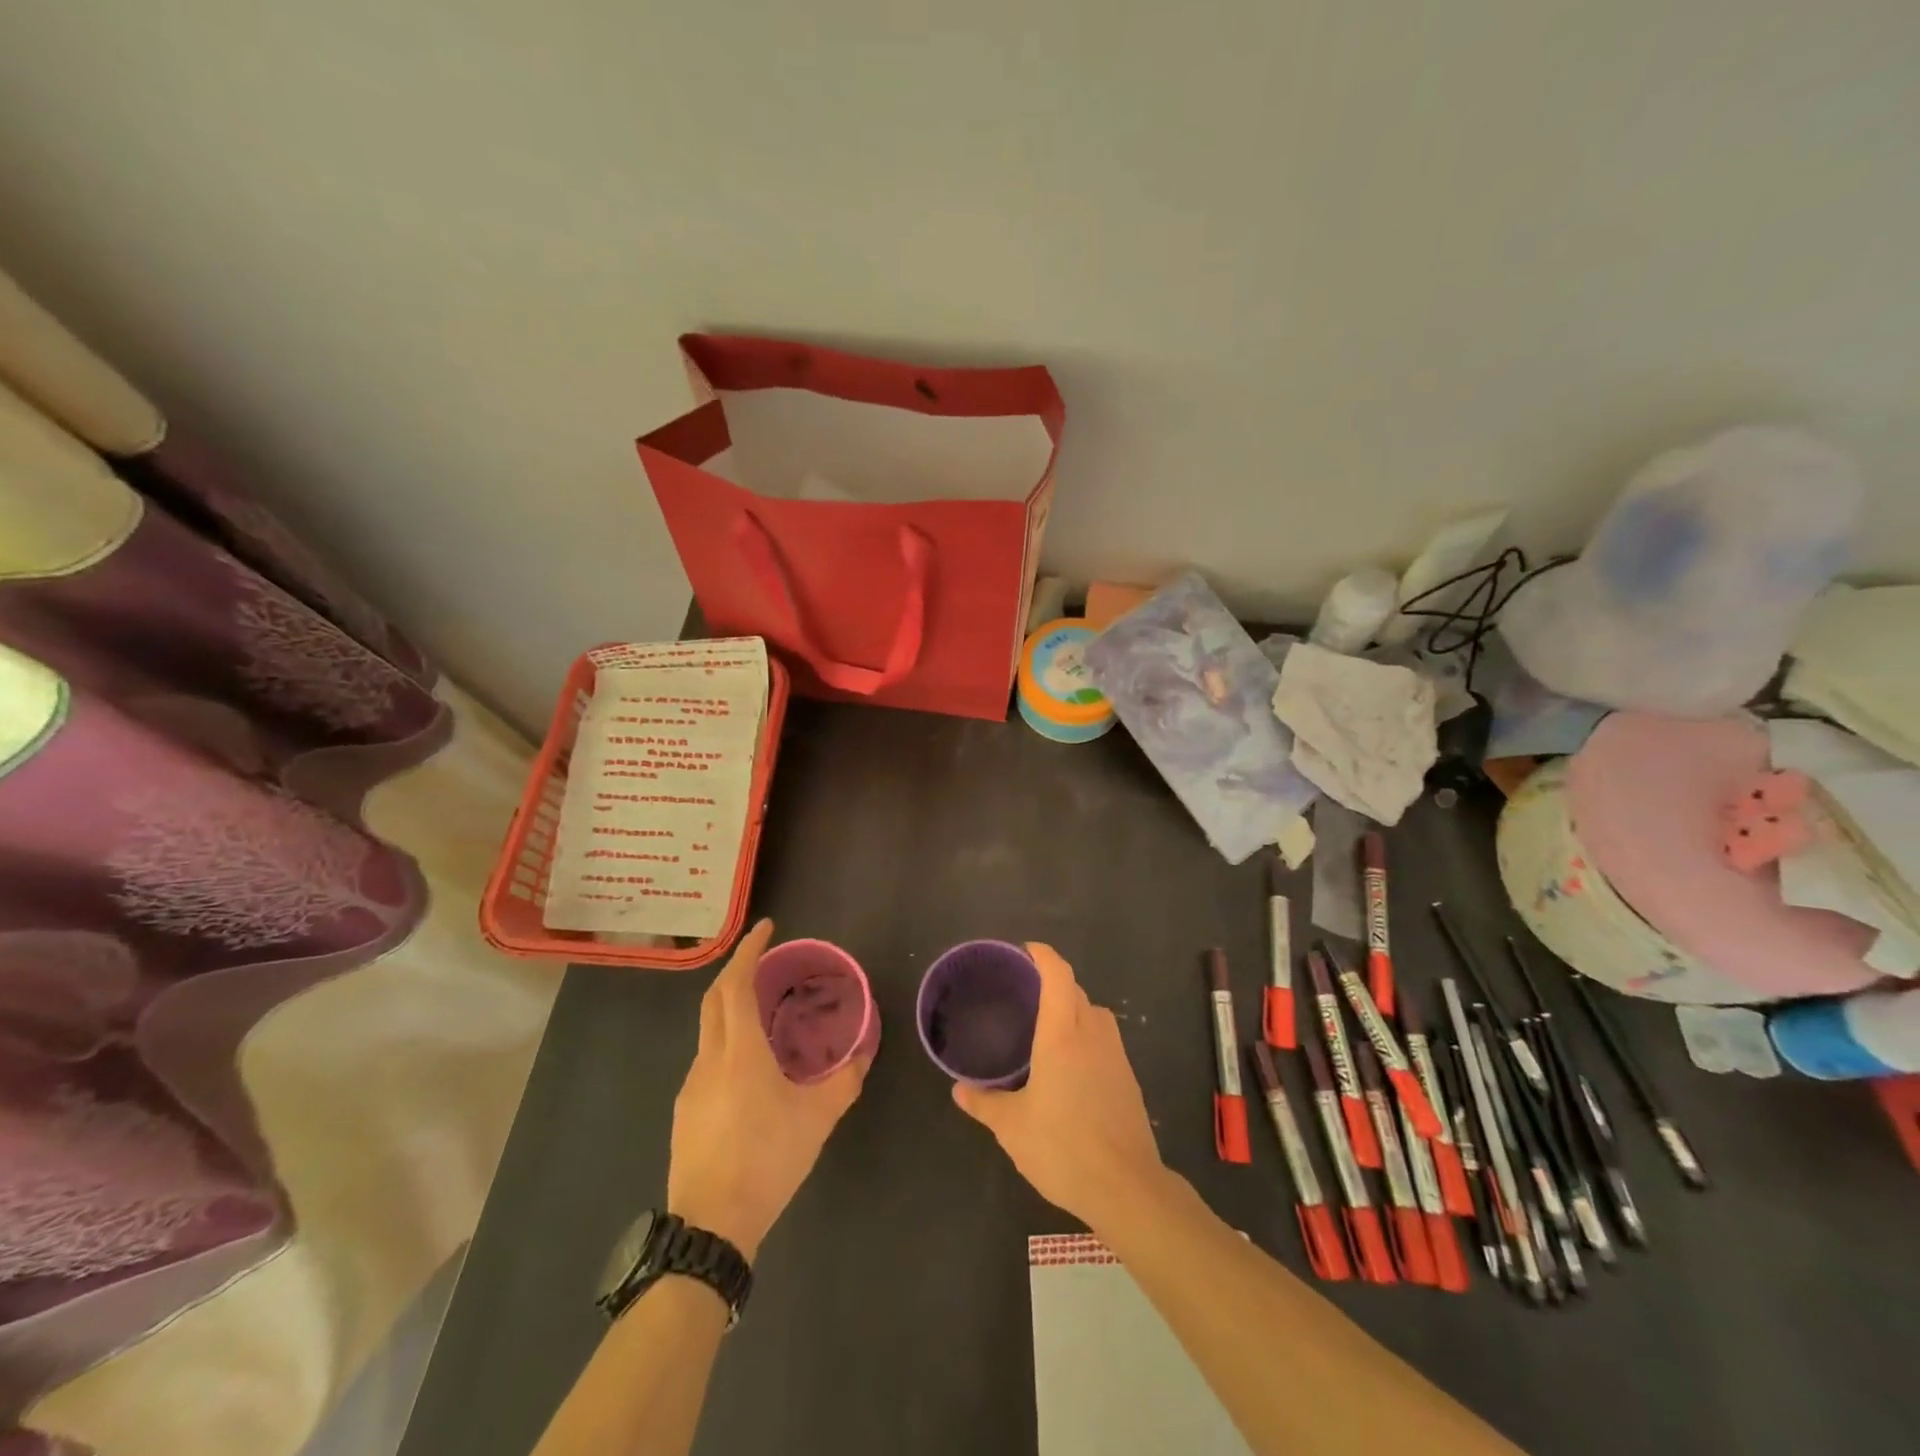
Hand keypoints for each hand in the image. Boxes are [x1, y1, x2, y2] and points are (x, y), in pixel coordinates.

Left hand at [667, 920, 870, 1261]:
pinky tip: (749, 1067)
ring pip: (708, 1030)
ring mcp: (691, 1086)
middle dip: (736, 970)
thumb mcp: (817, 1120)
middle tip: (764, 960)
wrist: (710, 1227)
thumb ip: (844, 1082)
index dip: (748, 951)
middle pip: (714, 999)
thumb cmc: (767, 1160)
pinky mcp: (685, 1111)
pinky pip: (706, 1059)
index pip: (735, 985)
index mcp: (739, 1052)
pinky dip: (726, 1041)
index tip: (766, 928)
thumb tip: (864, 1054)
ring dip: (730, 1007)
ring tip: (763, 1011)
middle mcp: (709, 1059)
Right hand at [952, 942, 1165, 1228]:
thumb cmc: (1063, 1147)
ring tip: (1049, 1027)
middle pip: (1077, 992)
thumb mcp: (1012, 1127)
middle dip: (1055, 983)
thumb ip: (984, 1103)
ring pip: (1096, 1014)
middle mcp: (1092, 1035)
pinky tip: (1072, 1066)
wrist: (1126, 1187)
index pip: (1058, 976)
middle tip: (1027, 993)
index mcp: (1062, 1035)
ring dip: (1075, 1008)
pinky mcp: (1129, 1080)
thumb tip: (959, 1089)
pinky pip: (1106, 1040)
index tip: (1027, 950)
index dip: (1044, 956)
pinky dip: (1089, 1036)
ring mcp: (1116, 1057)